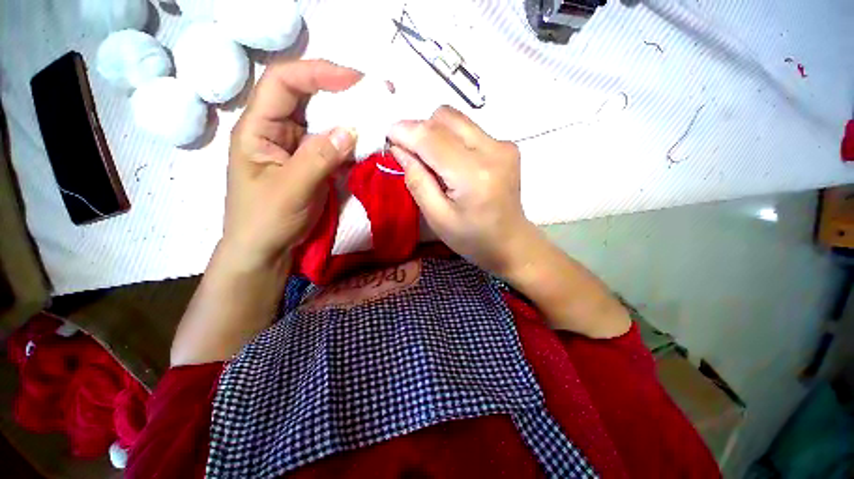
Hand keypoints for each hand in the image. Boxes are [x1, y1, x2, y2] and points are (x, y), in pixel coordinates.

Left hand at [222, 60, 361, 271]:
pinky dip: (351, 141)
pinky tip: (367, 142)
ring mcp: (296, 146)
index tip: (354, 81)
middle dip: (339, 91)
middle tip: (374, 95)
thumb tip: (351, 130)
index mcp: (257, 128)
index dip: (318, 73)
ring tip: (375, 116)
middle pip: (306, 95)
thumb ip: (319, 158)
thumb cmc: (266, 220)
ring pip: (323, 120)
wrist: (267, 249)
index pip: (283, 82)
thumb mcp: (291, 190)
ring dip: (349, 117)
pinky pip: (333, 143)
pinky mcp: (312, 161)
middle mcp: (276, 129)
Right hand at [388, 106, 535, 275]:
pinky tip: (453, 164)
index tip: (388, 136)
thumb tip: (399, 148)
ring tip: (432, 162)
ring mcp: (503, 145)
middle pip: (445, 118)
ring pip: (456, 119)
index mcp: (474, 175)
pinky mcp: (507, 146)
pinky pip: (469, 129)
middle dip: (420, 130)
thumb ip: (417, 181)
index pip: (432, 138)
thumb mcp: (437, 218)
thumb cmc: (472, 238)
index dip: (405, 131)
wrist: (511, 242)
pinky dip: (452, 140)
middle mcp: (493, 151)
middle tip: (411, 154)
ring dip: (436, 133)